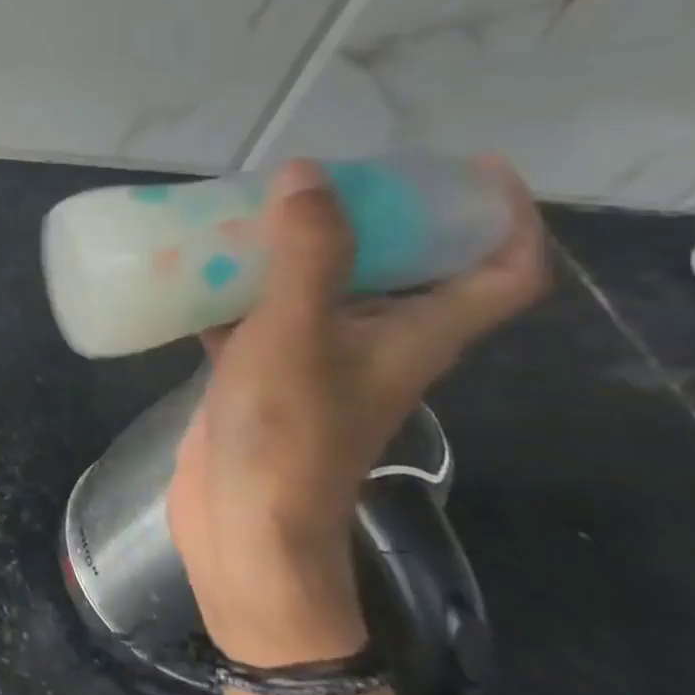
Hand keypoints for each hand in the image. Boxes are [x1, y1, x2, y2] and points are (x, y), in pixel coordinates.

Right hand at [167, 157, 549, 666]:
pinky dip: (235, 293)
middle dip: (371, 219)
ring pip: (320, 292)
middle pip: (402, 271)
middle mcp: (376, 345)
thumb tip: (308, 174)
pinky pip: (258, 319)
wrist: (244, 524)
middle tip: (322, 180)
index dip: (502, 217)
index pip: (501, 273)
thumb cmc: (285, 431)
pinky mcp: (263, 379)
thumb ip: (309, 253)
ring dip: (293, 252)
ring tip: (247, 213)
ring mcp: (316, 365)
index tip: (467, 170)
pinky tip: (191, 274)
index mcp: (416, 335)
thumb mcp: (298, 331)